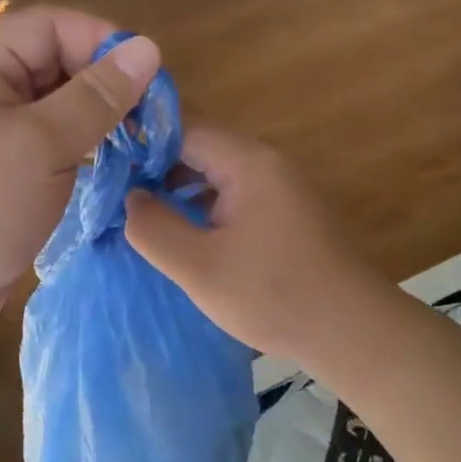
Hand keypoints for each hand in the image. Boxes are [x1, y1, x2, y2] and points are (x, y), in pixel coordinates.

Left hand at [0, 7, 159, 362]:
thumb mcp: (42, 146)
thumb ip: (96, 96)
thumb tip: (148, 48)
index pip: (50, 26)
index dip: (101, 41)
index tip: (147, 75)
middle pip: (56, 61)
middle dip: (105, 81)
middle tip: (151, 113)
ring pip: (59, 102)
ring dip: (99, 115)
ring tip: (141, 138)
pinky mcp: (6, 165)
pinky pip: (53, 138)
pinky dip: (85, 143)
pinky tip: (116, 160)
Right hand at [123, 127, 390, 369]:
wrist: (355, 333)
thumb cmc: (274, 295)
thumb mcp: (199, 267)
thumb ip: (153, 228)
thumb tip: (130, 198)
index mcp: (247, 162)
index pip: (182, 128)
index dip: (140, 143)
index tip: (105, 165)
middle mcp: (266, 163)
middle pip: (199, 147)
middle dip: (155, 168)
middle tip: (114, 194)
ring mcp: (280, 187)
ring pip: (215, 173)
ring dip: (178, 189)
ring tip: (140, 214)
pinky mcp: (286, 213)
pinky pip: (233, 195)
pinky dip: (203, 206)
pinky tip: (183, 234)